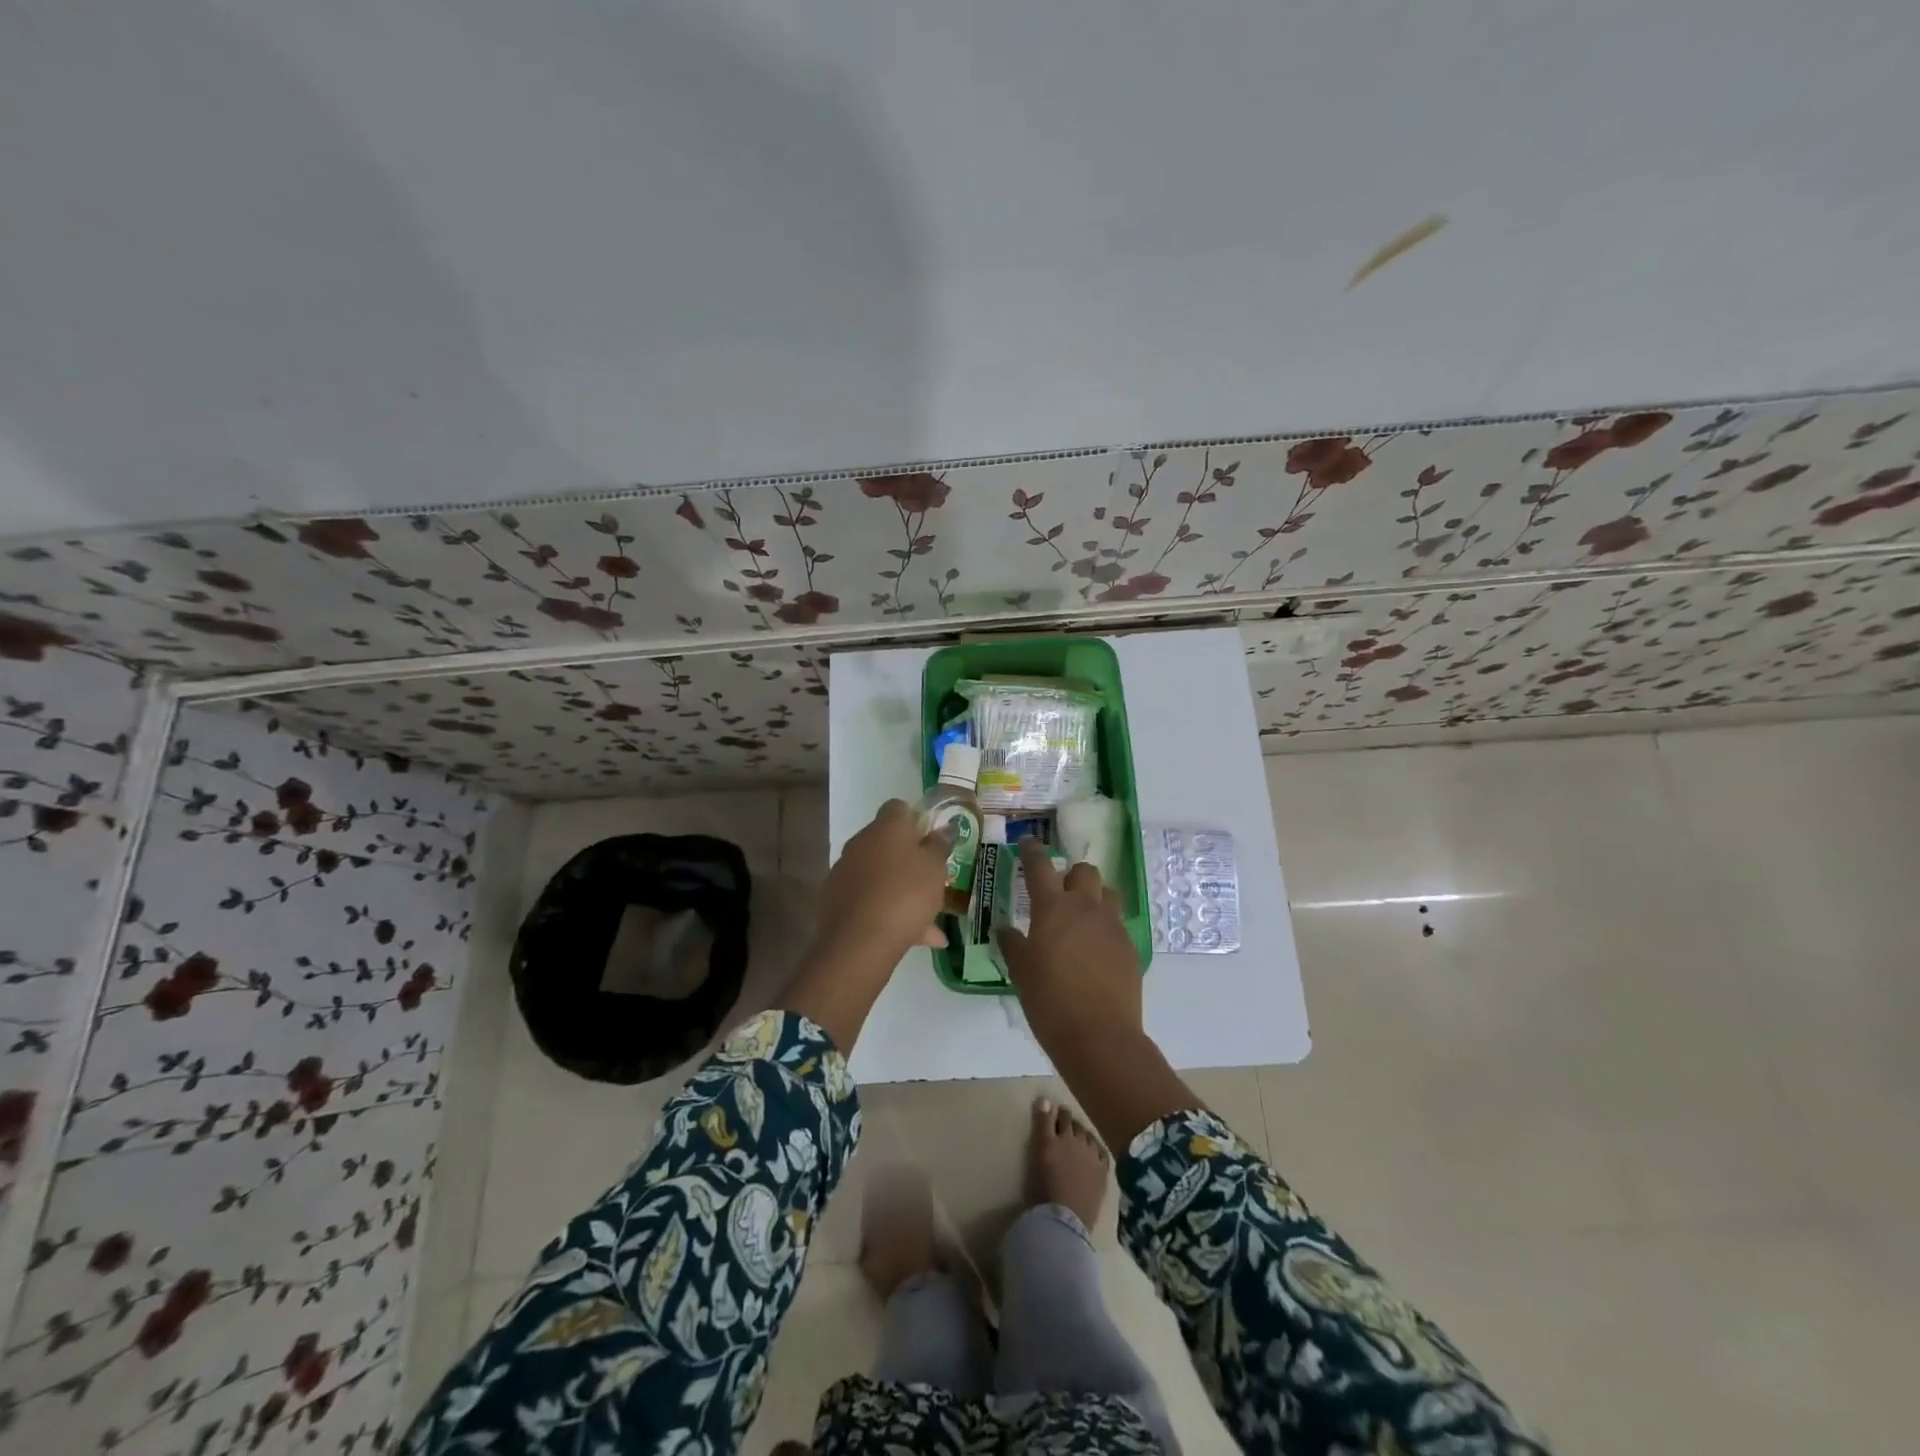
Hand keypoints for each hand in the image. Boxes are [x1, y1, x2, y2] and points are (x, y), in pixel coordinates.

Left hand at [817, 799, 952, 967]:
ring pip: (880, 876)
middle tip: (932, 881)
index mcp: (886, 827)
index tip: (932, 840)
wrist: (859, 941)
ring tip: (931, 922)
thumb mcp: (935, 868)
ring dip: (901, 891)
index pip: (899, 808)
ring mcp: (845, 872)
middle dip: (909, 860)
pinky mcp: (835, 900)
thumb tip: (943, 829)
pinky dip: (888, 912)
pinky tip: (914, 938)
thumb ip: (939, 846)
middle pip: (887, 843)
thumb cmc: (906, 894)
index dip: (916, 820)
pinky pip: (869, 900)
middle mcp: (861, 842)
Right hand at [995, 840, 1142, 1057]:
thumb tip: (1004, 928)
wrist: (1099, 1036)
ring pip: (1108, 893)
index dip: (1032, 851)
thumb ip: (1012, 944)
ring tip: (1082, 919)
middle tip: (1059, 893)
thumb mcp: (1021, 972)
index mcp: (1053, 908)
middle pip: (1085, 871)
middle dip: (1072, 875)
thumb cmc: (1049, 1001)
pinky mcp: (1130, 947)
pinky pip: (1118, 923)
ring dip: (1095, 897)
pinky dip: (1105, 927)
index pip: (1040, 866)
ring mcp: (1112, 925)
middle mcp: (1086, 907)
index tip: (1027, 842)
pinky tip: (1095, 951)